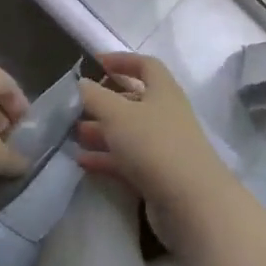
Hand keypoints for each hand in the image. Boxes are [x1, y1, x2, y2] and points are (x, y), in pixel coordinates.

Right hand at [75, 52, 234, 251]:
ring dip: (102, 131)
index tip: (96, 63)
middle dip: (106, 101)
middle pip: (135, 100)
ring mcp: (164, 147)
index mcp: (163, 91)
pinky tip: (82, 161)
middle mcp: (166, 115)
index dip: (122, 61)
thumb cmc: (154, 145)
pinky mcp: (159, 176)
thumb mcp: (117, 114)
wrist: (192, 204)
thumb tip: (82, 83)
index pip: (145, 66)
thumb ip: (96, 96)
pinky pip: (128, 161)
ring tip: (74, 134)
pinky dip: (107, 158)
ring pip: (129, 132)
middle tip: (78, 105)